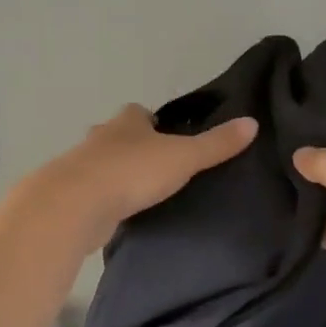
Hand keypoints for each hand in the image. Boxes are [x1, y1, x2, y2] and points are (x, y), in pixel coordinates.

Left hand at [36, 105, 257, 248]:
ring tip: (142, 192)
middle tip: (158, 166)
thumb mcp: (184, 156)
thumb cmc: (133, 171)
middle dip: (134, 146)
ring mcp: (82, 166)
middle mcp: (101, 137)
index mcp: (127, 121)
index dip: (152, 121)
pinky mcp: (73, 196)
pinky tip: (121, 214)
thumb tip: (252, 123)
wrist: (77, 204)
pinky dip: (107, 199)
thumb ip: (216, 144)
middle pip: (118, 136)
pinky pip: (94, 193)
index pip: (139, 112)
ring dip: (118, 174)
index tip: (167, 134)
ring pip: (103, 164)